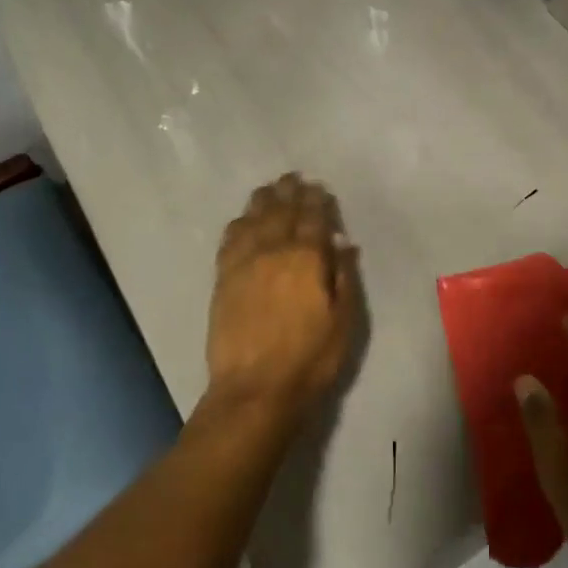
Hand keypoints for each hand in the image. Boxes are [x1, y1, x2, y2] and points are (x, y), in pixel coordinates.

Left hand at [205, 173, 359, 423]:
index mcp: (306, 258)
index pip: (313, 218)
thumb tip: (343, 243)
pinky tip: (243, 219)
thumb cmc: (310, 359)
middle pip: (281, 211)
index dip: (317, 200)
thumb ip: (344, 277)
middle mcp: (273, 251)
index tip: (319, 187)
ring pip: (253, 219)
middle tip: (293, 177)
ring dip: (263, 200)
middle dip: (289, 192)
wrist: (255, 389)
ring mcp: (244, 263)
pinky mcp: (223, 279)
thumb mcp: (344, 321)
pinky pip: (230, 239)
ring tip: (270, 188)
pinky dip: (239, 223)